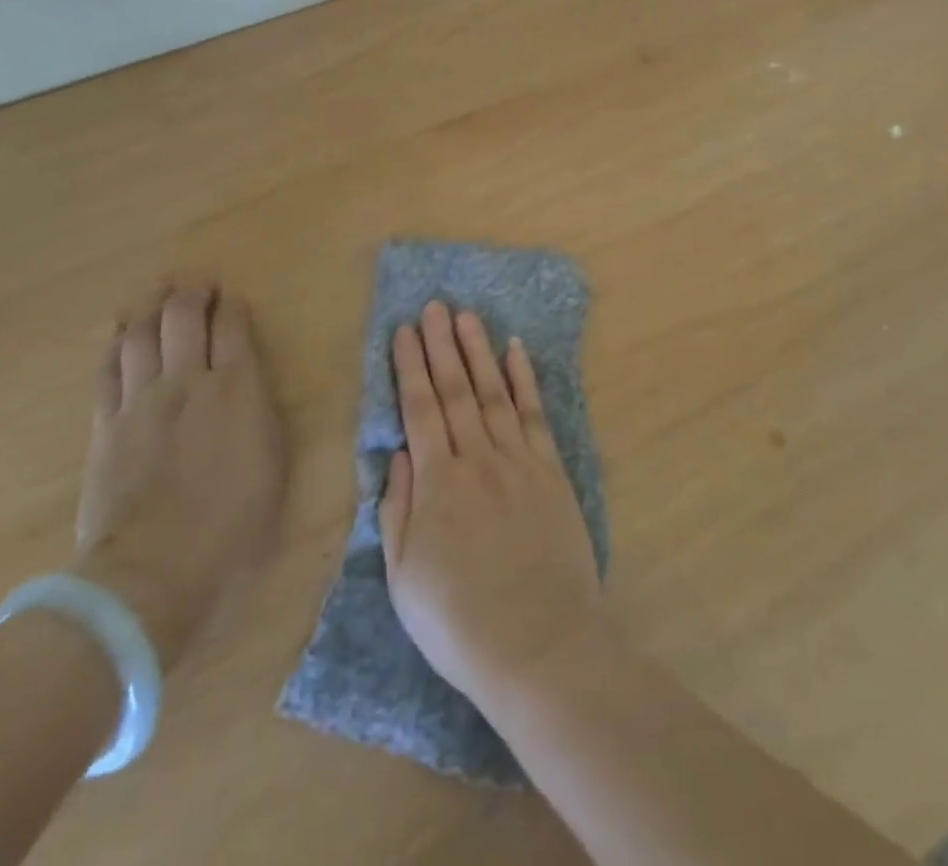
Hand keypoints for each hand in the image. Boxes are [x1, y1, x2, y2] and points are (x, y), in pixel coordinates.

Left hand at [73, 283, 285, 669]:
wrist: (153, 570)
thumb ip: (262, 415)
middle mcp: (188, 381)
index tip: (233, 298)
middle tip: (197, 282)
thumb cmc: (232, 523)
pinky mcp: (107, 426)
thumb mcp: (273, 464)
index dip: (233, 306)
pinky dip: (116, 343)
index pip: (233, 328)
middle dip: (192, 293)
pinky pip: (110, 370)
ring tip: (158, 292)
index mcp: (237, 388)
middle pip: (184, 318)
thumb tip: (252, 390)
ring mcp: (141, 401)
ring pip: (142, 335)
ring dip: (151, 307)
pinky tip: (120, 331)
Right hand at [379, 301, 606, 704]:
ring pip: (494, 391)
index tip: (404, 331)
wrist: (538, 642)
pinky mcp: (551, 469)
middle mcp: (476, 458)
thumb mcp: (404, 577)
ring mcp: (518, 459)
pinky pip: (535, 413)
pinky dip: (524, 379)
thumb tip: (397, 456)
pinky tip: (516, 351)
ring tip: (467, 316)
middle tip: (434, 306)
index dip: (410, 367)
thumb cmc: (459, 621)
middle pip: (456, 389)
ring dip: (479, 350)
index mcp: (436, 482)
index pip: (419, 409)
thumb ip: (397, 510)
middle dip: (442, 345)